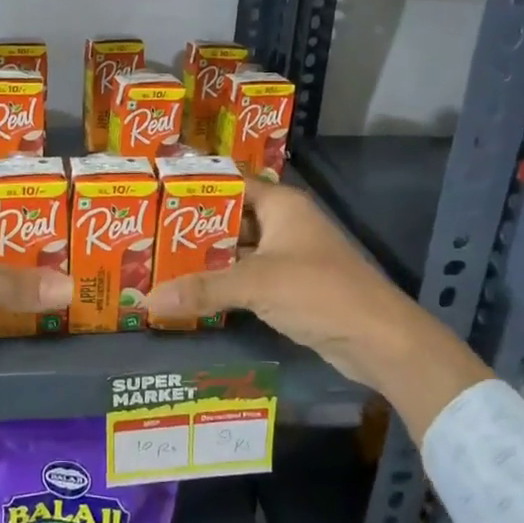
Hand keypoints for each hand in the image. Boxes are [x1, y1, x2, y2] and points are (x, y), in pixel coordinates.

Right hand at [145, 181, 491, 439]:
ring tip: (158, 262)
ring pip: (237, 251)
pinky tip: (190, 292)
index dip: (196, 186)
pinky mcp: (289, 288)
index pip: (230, 182)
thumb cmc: (319, 292)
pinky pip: (247, 278)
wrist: (378, 340)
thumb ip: (202, 289)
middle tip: (145, 233)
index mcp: (281, 205)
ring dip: (205, 259)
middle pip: (230, 218)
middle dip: (192, 228)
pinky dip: (223, 283)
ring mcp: (288, 257)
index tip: (155, 192)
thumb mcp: (256, 284)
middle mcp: (284, 224)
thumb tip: (147, 301)